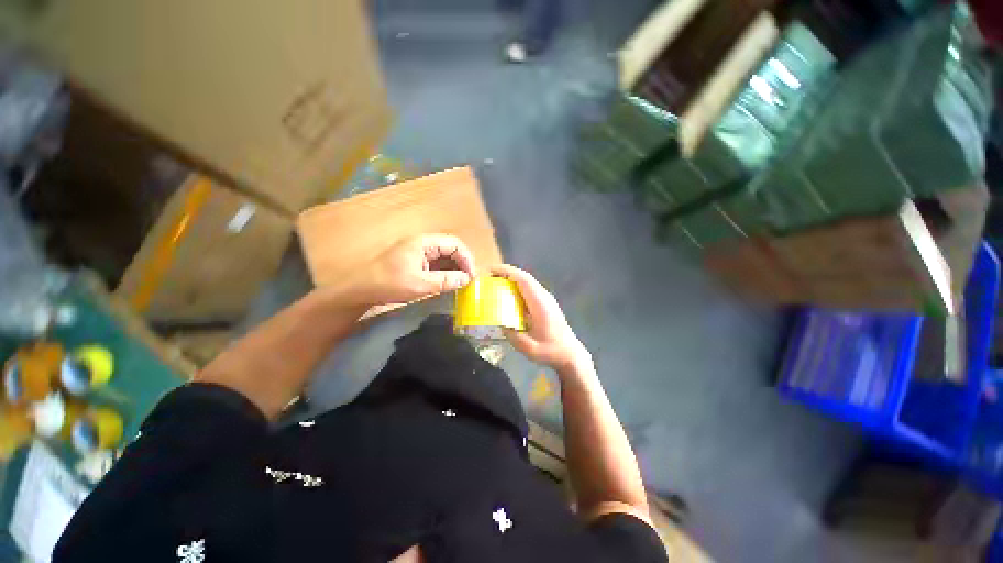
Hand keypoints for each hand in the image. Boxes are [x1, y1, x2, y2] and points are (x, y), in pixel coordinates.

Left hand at [341, 234, 475, 306]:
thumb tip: (466, 279)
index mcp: (424, 243)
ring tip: (461, 282)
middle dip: (462, 262)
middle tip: (468, 280)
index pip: (454, 244)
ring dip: (454, 267)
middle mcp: (422, 243)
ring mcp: (416, 252)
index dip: (466, 259)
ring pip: (443, 256)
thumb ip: (446, 281)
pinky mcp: (412, 261)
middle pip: (450, 248)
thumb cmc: (388, 284)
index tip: (471, 276)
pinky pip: (434, 262)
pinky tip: (447, 282)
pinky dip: (444, 271)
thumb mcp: (420, 285)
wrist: (357, 289)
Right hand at [490, 264, 590, 372]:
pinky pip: (529, 289)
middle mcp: (544, 297)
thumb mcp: (529, 349)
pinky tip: (508, 294)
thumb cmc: (550, 351)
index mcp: (540, 305)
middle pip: (525, 278)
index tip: (491, 270)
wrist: (569, 353)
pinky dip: (517, 286)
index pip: (524, 281)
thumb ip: (513, 335)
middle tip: (489, 277)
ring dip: (512, 279)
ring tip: (496, 283)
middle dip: (507, 273)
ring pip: (528, 282)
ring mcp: (546, 299)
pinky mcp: (545, 302)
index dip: (507, 272)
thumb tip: (499, 322)